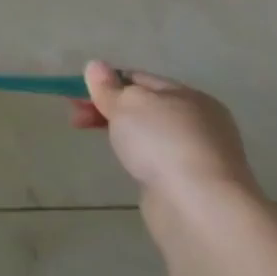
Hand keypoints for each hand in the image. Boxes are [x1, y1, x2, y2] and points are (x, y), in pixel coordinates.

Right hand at [72, 60, 258, 207]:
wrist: (201, 208)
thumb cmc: (163, 143)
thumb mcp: (127, 104)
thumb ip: (108, 86)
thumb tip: (96, 66)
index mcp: (189, 96)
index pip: (140, 79)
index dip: (105, 83)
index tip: (75, 96)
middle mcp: (200, 122)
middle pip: (144, 107)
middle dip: (108, 108)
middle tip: (76, 118)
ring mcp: (198, 155)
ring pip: (149, 133)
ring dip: (121, 132)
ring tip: (98, 139)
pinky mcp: (192, 183)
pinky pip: (157, 158)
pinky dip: (138, 156)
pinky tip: (127, 162)